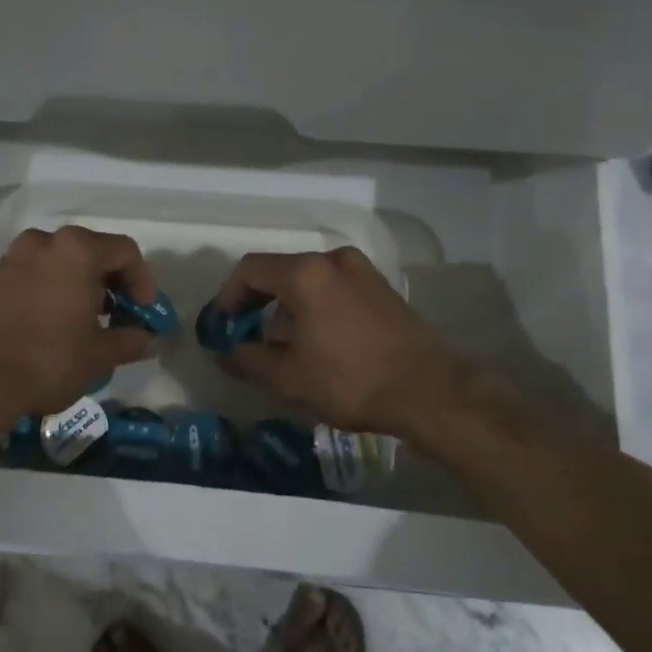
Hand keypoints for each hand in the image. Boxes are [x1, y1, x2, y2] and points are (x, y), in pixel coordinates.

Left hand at [0, 226, 161, 422]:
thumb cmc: (48, 359)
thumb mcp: (99, 355)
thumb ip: (130, 341)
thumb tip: (147, 339)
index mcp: (76, 249)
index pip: (124, 251)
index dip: (143, 281)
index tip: (144, 312)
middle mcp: (44, 242)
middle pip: (92, 251)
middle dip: (112, 283)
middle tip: (119, 316)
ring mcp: (14, 258)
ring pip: (62, 262)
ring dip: (82, 286)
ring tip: (87, 324)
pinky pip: (37, 275)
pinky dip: (54, 290)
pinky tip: (56, 325)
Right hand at [212, 247, 475, 442]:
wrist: (428, 391)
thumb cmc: (350, 380)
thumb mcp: (289, 377)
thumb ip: (249, 359)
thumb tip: (226, 353)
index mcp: (306, 273)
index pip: (250, 270)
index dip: (228, 297)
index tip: (222, 328)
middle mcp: (333, 260)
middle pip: (280, 273)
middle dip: (259, 307)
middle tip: (253, 343)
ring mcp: (362, 270)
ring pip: (308, 282)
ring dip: (289, 310)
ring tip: (291, 353)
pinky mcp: (382, 287)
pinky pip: (334, 288)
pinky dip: (317, 308)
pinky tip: (323, 346)